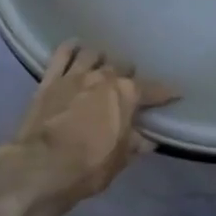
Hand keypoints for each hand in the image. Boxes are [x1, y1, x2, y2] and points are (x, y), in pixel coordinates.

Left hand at [0, 43, 175, 212]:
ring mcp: (74, 75)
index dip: (166, 92)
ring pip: (93, 54)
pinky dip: (71, 48)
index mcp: (125, 94)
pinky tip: (76, 47)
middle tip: (129, 87)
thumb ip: (135, 144)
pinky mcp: (49, 80)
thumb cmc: (88, 167)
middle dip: (129, 75)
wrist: (40, 168)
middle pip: (122, 67)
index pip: (152, 89)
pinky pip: (62, 54)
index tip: (175, 93)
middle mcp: (102, 77)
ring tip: (103, 67)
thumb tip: (147, 139)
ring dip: (102, 60)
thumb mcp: (120, 160)